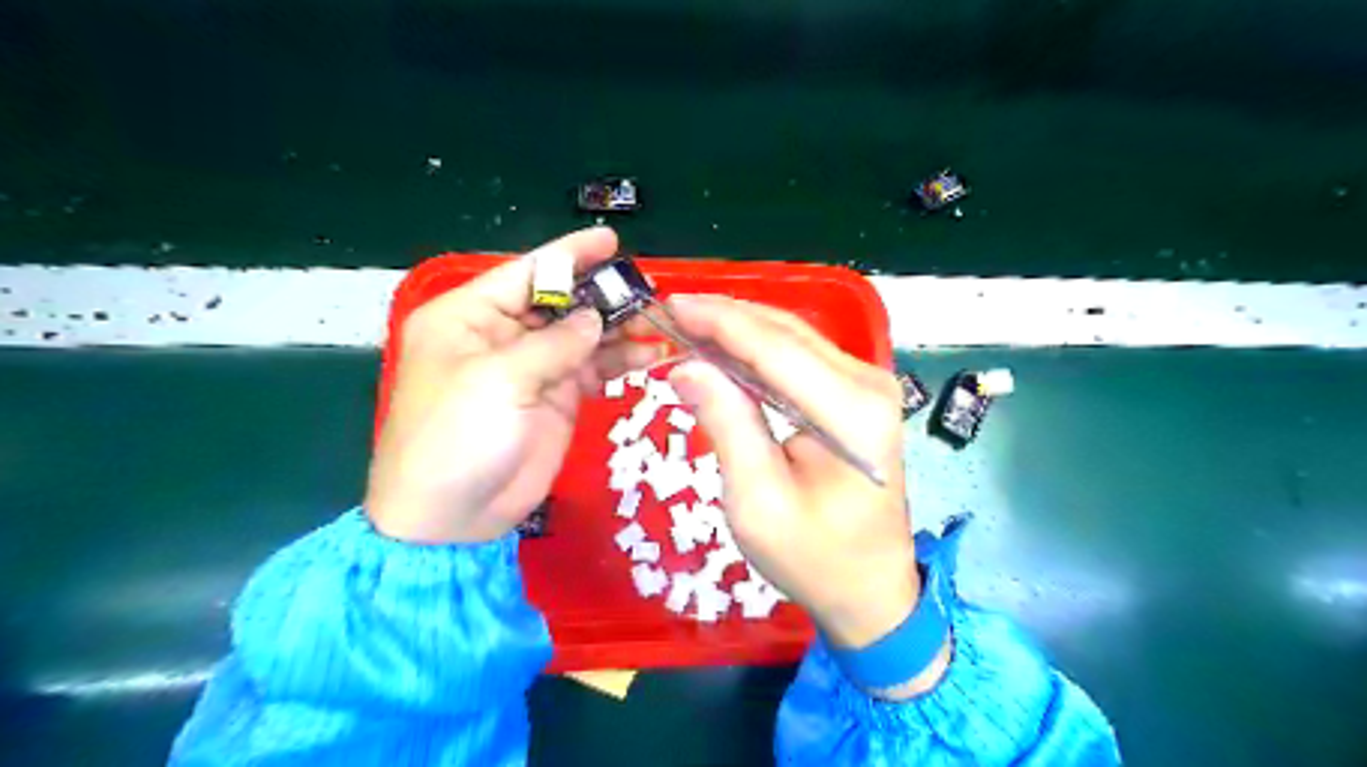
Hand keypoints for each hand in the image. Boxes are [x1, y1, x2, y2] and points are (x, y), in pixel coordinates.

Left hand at [361, 229, 661, 543]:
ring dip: (618, 329)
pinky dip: (619, 361)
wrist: (452, 518)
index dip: (570, 254)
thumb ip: (554, 343)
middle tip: (647, 291)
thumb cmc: (456, 437)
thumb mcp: (499, 380)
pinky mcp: (555, 398)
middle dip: (602, 295)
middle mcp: (501, 335)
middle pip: (560, 302)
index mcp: (470, 316)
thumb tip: (597, 318)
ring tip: (658, 323)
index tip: (612, 241)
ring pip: (582, 335)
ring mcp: (532, 368)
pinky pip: (592, 369)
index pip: (527, 272)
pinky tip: (649, 356)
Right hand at [665, 295, 953, 695]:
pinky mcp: (858, 393)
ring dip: (738, 328)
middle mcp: (868, 383)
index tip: (667, 305)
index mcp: (851, 412)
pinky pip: (800, 356)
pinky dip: (757, 348)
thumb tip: (688, 366)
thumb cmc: (814, 558)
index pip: (774, 346)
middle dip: (723, 317)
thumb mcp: (757, 502)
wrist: (871, 589)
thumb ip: (727, 425)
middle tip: (666, 314)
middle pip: (785, 331)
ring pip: (792, 336)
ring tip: (685, 326)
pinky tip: (723, 350)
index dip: (718, 320)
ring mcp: (868, 384)